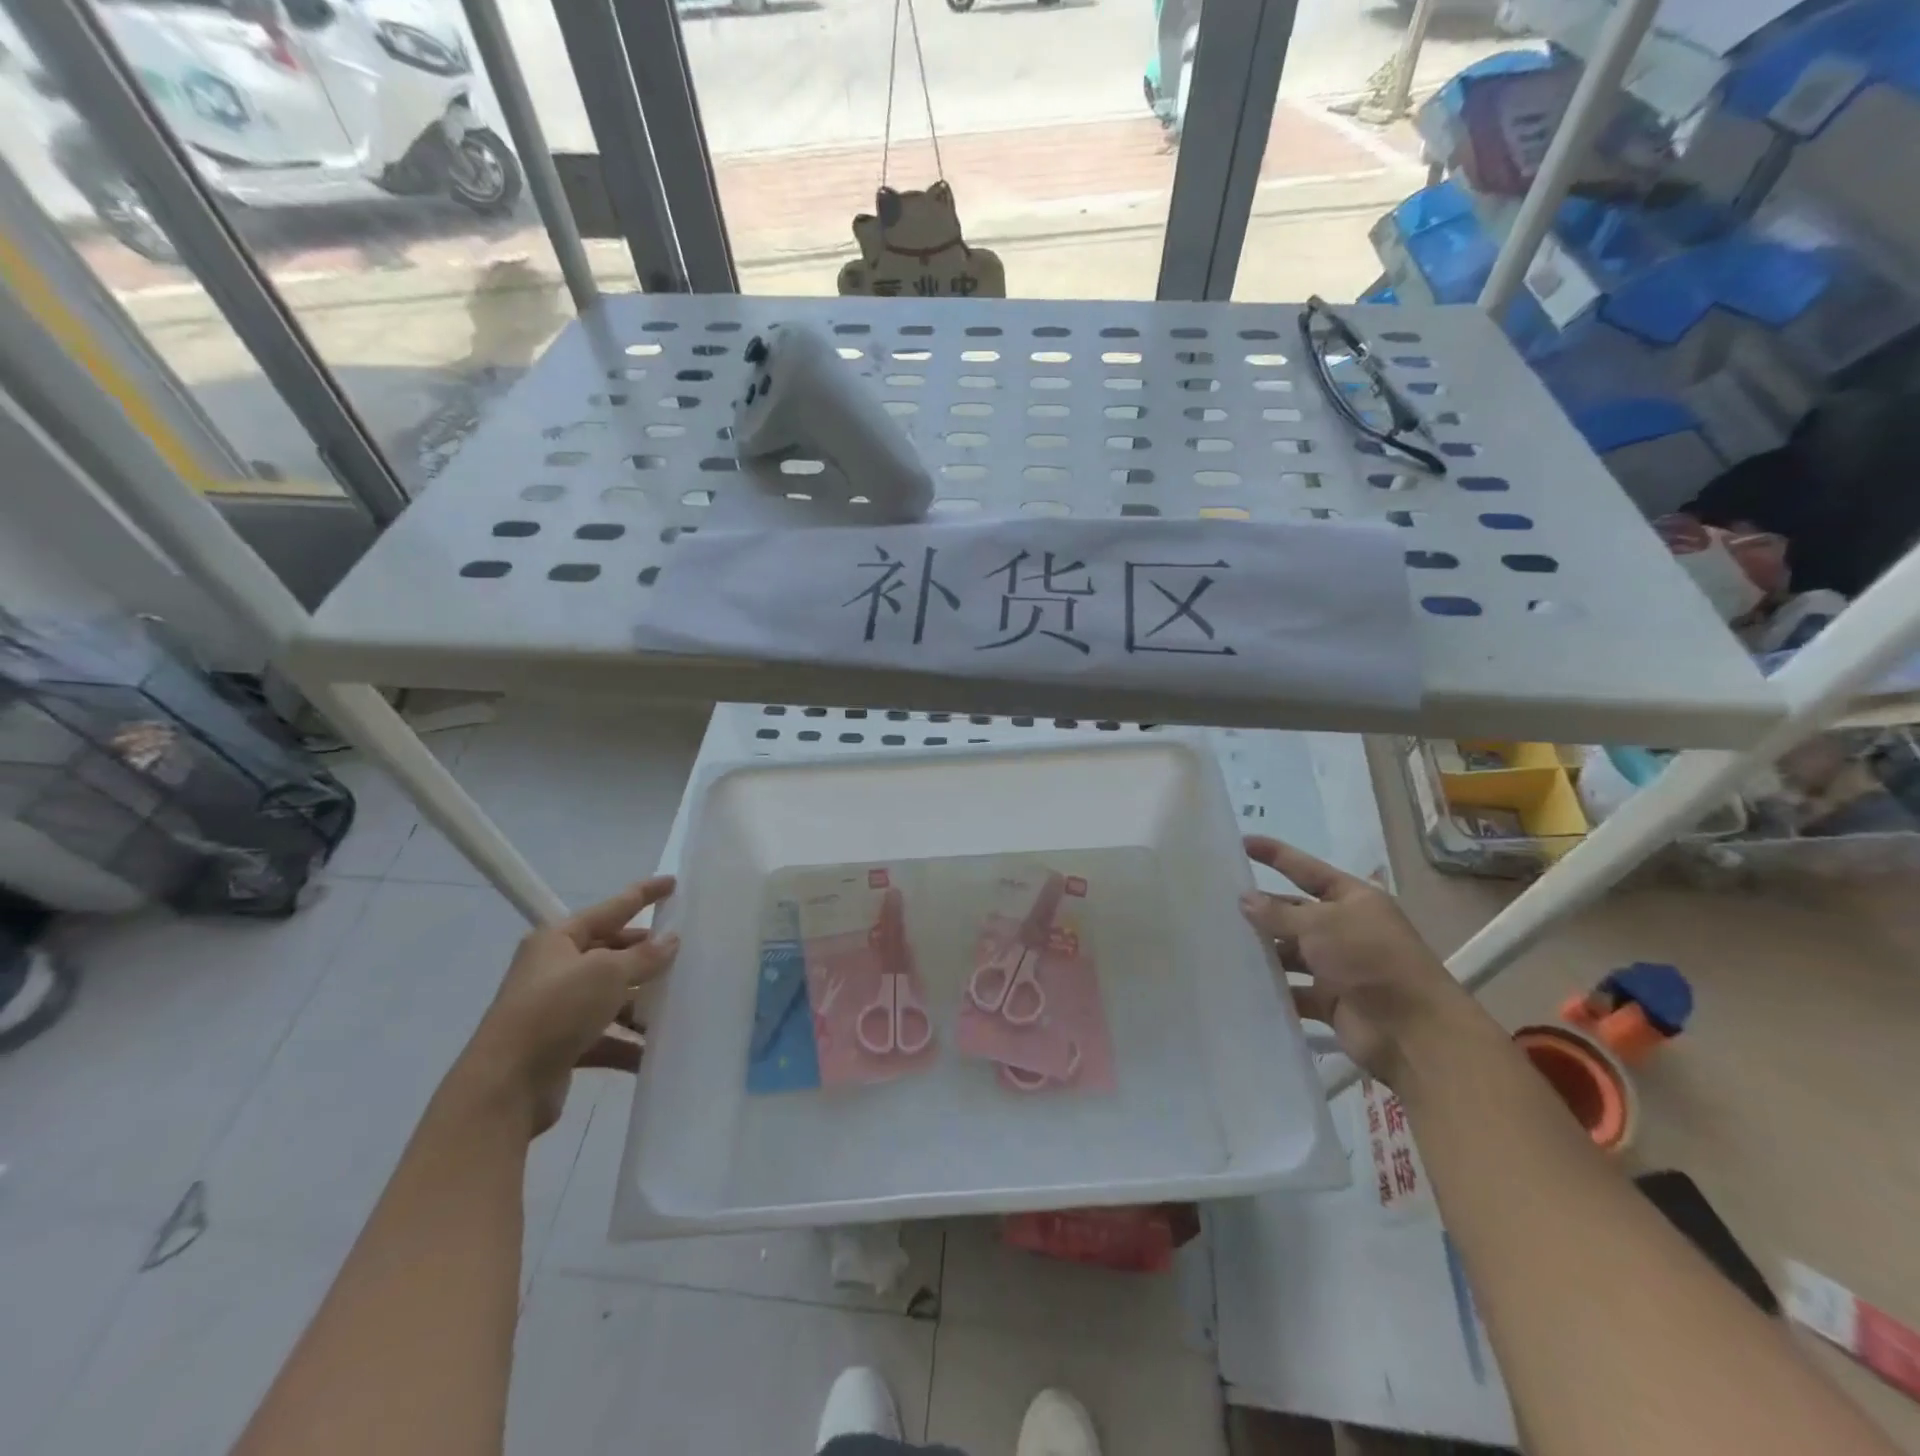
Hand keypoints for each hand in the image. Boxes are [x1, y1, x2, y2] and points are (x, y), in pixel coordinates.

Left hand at [457, 878, 679, 1133]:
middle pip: (610, 951)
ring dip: (640, 1000)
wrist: (504, 1088)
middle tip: (682, 950)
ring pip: (609, 995)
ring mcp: (556, 1008)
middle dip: (644, 952)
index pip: (611, 907)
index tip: (673, 883)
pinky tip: (654, 1049)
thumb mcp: (607, 973)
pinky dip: (627, 1041)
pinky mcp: (560, 1045)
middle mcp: (555, 969)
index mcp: (558, 939)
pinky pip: (604, 1035)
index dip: (644, 894)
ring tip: (677, 1000)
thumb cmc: (556, 1010)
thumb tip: (671, 940)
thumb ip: (644, 955)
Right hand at [1240, 836, 1471, 1085]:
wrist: (1413, 1033)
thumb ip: (1279, 914)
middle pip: (1295, 913)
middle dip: (1263, 909)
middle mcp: (1345, 929)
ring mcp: (1338, 966)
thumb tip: (1245, 899)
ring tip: (1221, 944)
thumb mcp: (1322, 925)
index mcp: (1353, 900)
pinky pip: (1293, 989)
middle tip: (1218, 903)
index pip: (1306, 869)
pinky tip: (1240, 983)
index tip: (1242, 843)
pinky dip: (1273, 988)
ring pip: (1291, 952)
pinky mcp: (1330, 1000)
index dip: (1276, 855)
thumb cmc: (1370, 960)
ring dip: (1264, 950)